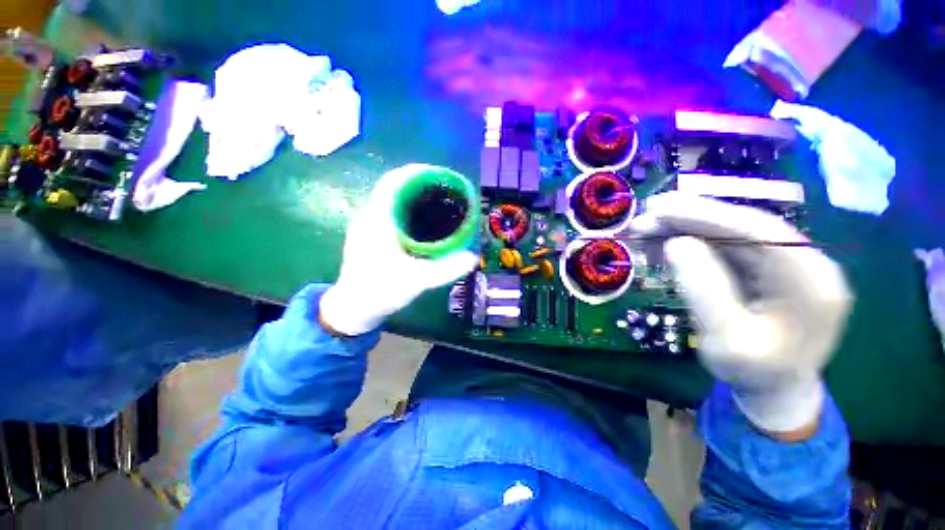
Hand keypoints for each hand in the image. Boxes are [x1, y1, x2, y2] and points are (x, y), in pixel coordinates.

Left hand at [319, 164, 478, 335]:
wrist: (352, 309)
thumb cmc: (381, 291)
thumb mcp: (417, 280)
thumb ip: (446, 269)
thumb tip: (473, 258)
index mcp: (377, 220)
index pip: (393, 181)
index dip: (416, 171)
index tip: (440, 174)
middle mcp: (369, 216)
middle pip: (394, 187)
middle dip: (419, 183)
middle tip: (445, 190)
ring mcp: (366, 225)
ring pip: (391, 199)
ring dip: (412, 195)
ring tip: (437, 201)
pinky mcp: (368, 235)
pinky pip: (389, 211)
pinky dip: (406, 208)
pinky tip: (421, 221)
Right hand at [632, 192, 851, 435]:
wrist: (775, 390)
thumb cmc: (753, 373)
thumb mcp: (725, 339)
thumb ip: (704, 290)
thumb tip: (676, 244)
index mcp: (812, 282)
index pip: (761, 231)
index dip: (708, 214)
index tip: (661, 207)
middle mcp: (805, 263)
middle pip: (743, 227)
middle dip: (689, 219)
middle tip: (645, 215)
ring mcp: (786, 264)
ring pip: (730, 234)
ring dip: (685, 229)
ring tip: (645, 231)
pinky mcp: (766, 269)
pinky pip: (726, 247)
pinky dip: (691, 243)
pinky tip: (663, 245)